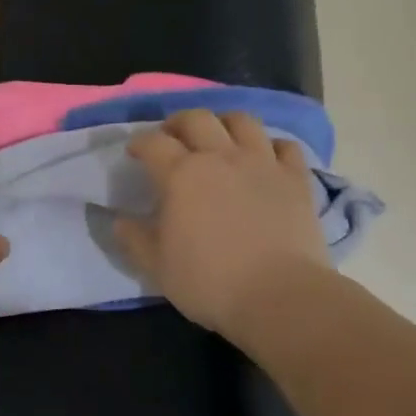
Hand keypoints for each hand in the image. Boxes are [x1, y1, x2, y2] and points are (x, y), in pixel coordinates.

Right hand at [115, 110, 333, 335]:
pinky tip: (265, 159)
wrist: (281, 297)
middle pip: (196, 118)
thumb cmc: (210, 283)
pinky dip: (272, 146)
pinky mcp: (296, 179)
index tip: (135, 152)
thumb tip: (120, 220)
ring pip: (242, 121)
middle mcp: (220, 157)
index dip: (140, 143)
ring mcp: (262, 163)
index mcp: (181, 174)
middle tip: (173, 138)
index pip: (153, 142)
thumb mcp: (157, 267)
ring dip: (225, 123)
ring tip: (219, 138)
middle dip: (178, 122)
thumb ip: (135, 239)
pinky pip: (286, 146)